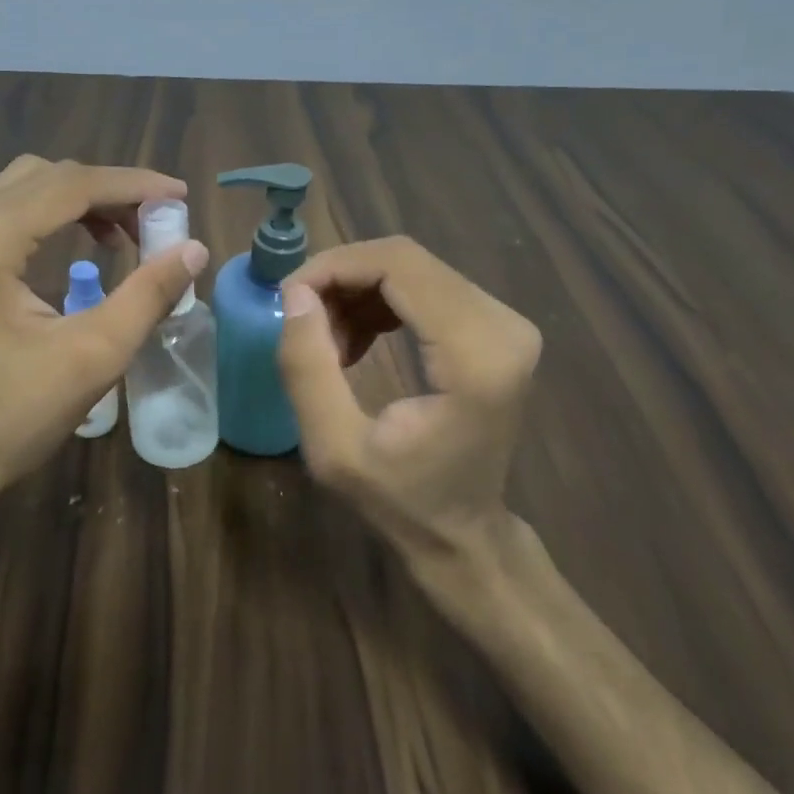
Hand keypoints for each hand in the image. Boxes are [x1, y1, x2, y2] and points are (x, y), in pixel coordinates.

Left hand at [0, 156, 207, 505]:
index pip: (70, 185)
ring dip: (82, 200)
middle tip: (158, 220)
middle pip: (47, 177)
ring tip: (128, 233)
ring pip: (26, 189)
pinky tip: (86, 244)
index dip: (132, 184)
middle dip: (109, 190)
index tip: (180, 196)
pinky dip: (54, 217)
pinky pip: (9, 214)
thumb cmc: (13, 415)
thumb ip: (147, 295)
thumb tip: (194, 249)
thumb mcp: (93, 356)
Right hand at [277, 236, 541, 559]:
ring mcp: (506, 323)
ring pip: (411, 269)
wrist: (463, 533)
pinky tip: (353, 342)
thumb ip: (307, 369)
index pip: (399, 266)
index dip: (334, 268)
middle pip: (405, 260)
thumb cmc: (400, 499)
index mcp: (475, 356)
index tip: (288, 297)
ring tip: (324, 341)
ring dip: (354, 291)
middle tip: (300, 320)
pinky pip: (424, 286)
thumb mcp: (333, 447)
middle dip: (339, 279)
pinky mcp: (496, 327)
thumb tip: (294, 294)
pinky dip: (377, 301)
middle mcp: (503, 326)